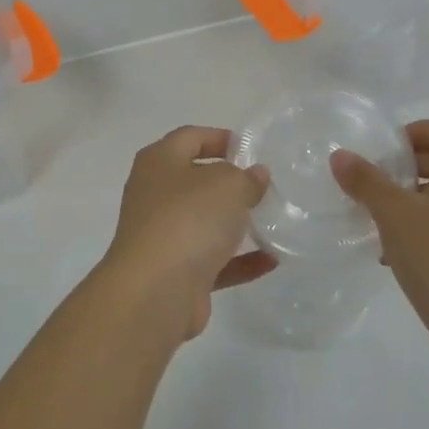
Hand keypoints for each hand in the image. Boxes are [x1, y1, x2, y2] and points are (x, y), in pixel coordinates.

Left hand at [96, 126, 276, 343]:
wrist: (155, 291)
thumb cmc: (188, 219)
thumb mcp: (227, 185)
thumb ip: (246, 178)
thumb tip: (254, 176)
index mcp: (159, 163)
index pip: (189, 137)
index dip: (219, 138)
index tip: (251, 149)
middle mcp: (155, 195)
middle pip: (196, 181)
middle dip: (230, 183)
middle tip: (266, 186)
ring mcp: (163, 236)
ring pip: (204, 222)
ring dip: (236, 223)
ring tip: (273, 220)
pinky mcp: (176, 273)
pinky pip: (213, 261)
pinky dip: (239, 260)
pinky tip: (271, 260)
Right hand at [331, 119, 428, 375]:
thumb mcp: (396, 217)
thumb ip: (367, 182)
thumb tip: (341, 155)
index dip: (419, 130)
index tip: (385, 151)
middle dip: (406, 168)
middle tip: (371, 183)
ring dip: (407, 203)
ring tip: (373, 220)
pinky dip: (417, 233)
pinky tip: (389, 257)